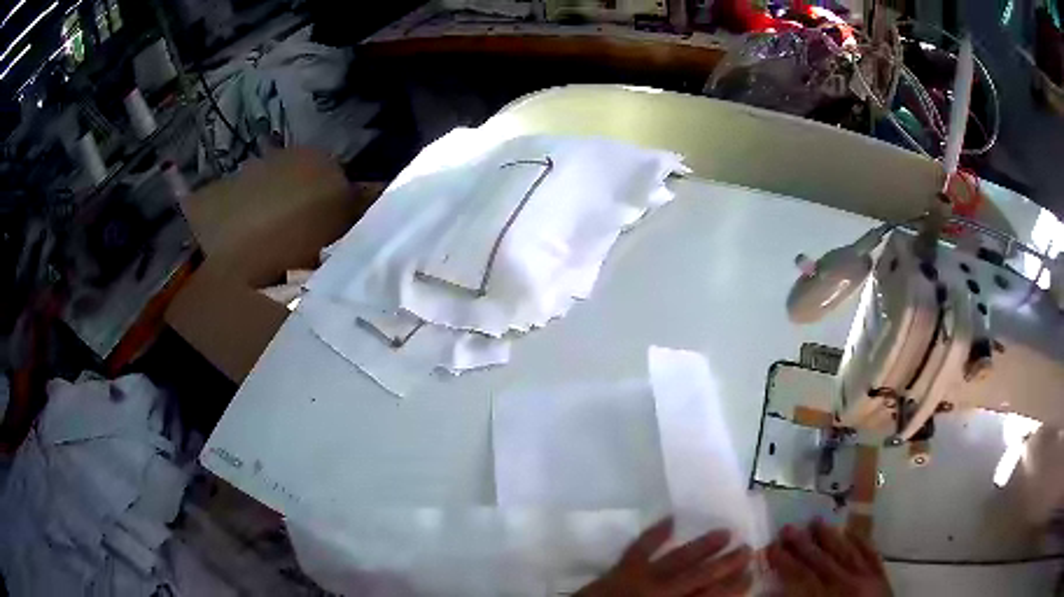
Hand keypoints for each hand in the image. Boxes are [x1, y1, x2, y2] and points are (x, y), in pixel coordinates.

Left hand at [576, 518, 752, 596]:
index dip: (733, 586)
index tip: (750, 574)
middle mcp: (663, 592)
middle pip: (701, 576)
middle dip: (726, 563)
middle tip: (748, 549)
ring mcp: (640, 579)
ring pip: (678, 559)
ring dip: (702, 545)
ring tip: (725, 531)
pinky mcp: (621, 569)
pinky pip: (640, 547)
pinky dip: (656, 533)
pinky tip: (672, 519)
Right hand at [766, 519, 891, 596]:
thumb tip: (773, 592)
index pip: (801, 576)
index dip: (785, 562)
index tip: (771, 548)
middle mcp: (847, 583)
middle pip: (822, 560)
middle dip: (803, 544)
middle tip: (788, 527)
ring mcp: (867, 577)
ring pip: (846, 551)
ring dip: (830, 537)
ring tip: (817, 521)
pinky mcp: (881, 577)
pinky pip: (871, 554)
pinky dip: (861, 542)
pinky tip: (852, 532)